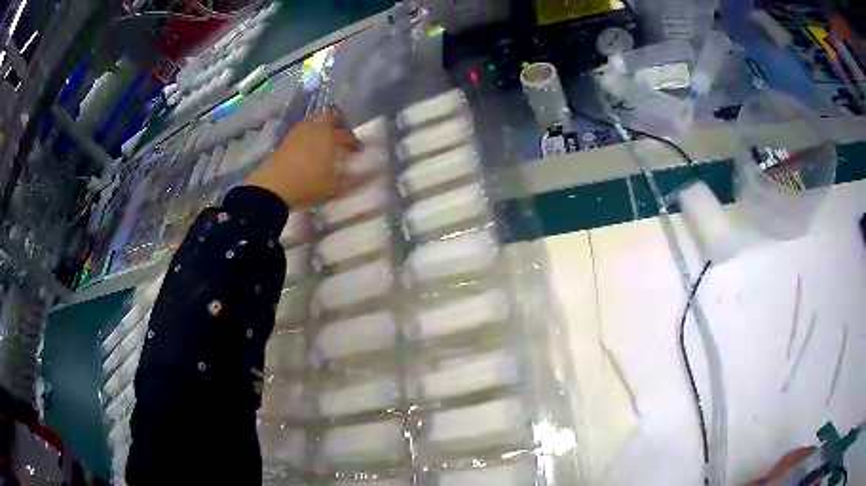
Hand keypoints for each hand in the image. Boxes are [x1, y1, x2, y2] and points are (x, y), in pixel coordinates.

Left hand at [245, 108, 361, 208]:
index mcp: (330, 137)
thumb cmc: (308, 184)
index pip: (347, 136)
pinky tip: (310, 146)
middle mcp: (315, 128)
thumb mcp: (334, 187)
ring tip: (326, 138)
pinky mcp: (287, 139)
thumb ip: (352, 180)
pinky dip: (310, 132)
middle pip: (330, 115)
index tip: (359, 151)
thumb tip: (368, 175)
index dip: (355, 143)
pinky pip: (303, 129)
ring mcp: (299, 131)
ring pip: (315, 120)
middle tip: (344, 130)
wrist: (274, 187)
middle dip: (339, 120)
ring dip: (323, 125)